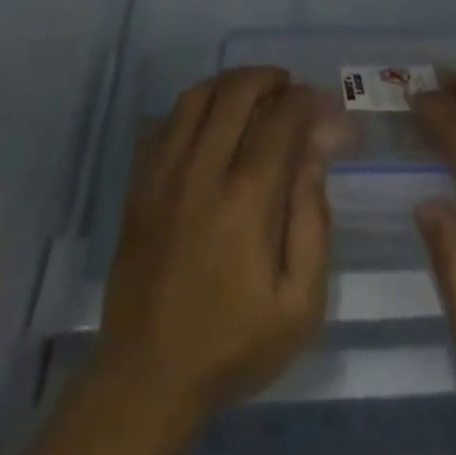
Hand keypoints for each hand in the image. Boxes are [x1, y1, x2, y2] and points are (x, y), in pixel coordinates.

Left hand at [98, 65, 331, 415]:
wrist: (148, 377)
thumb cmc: (233, 344)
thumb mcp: (299, 304)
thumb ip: (313, 223)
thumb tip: (314, 157)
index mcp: (247, 200)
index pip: (279, 120)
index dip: (303, 101)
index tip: (317, 103)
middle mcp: (202, 172)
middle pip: (234, 93)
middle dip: (266, 78)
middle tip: (285, 87)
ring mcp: (163, 175)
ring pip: (194, 98)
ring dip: (227, 84)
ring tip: (249, 95)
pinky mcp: (138, 186)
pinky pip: (163, 124)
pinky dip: (190, 109)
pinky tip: (207, 123)